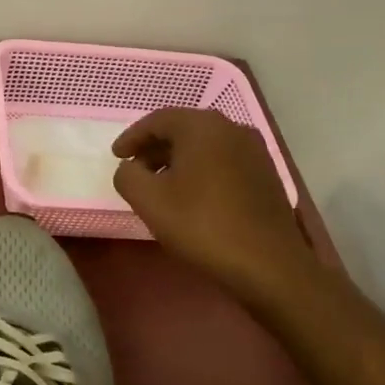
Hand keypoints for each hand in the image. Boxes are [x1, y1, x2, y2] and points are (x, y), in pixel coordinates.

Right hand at [111, 107, 305, 301]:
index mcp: (202, 126)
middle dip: (155, 148)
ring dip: (178, 160)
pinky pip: (223, 162)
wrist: (269, 265)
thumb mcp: (148, 200)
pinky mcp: (266, 175)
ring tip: (160, 186)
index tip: (116, 156)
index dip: (132, 137)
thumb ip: (128, 175)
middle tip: (135, 170)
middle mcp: (232, 129)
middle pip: (183, 130)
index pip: (158, 120)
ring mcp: (254, 152)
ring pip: (205, 146)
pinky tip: (192, 197)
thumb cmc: (202, 225)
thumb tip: (131, 167)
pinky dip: (201, 171)